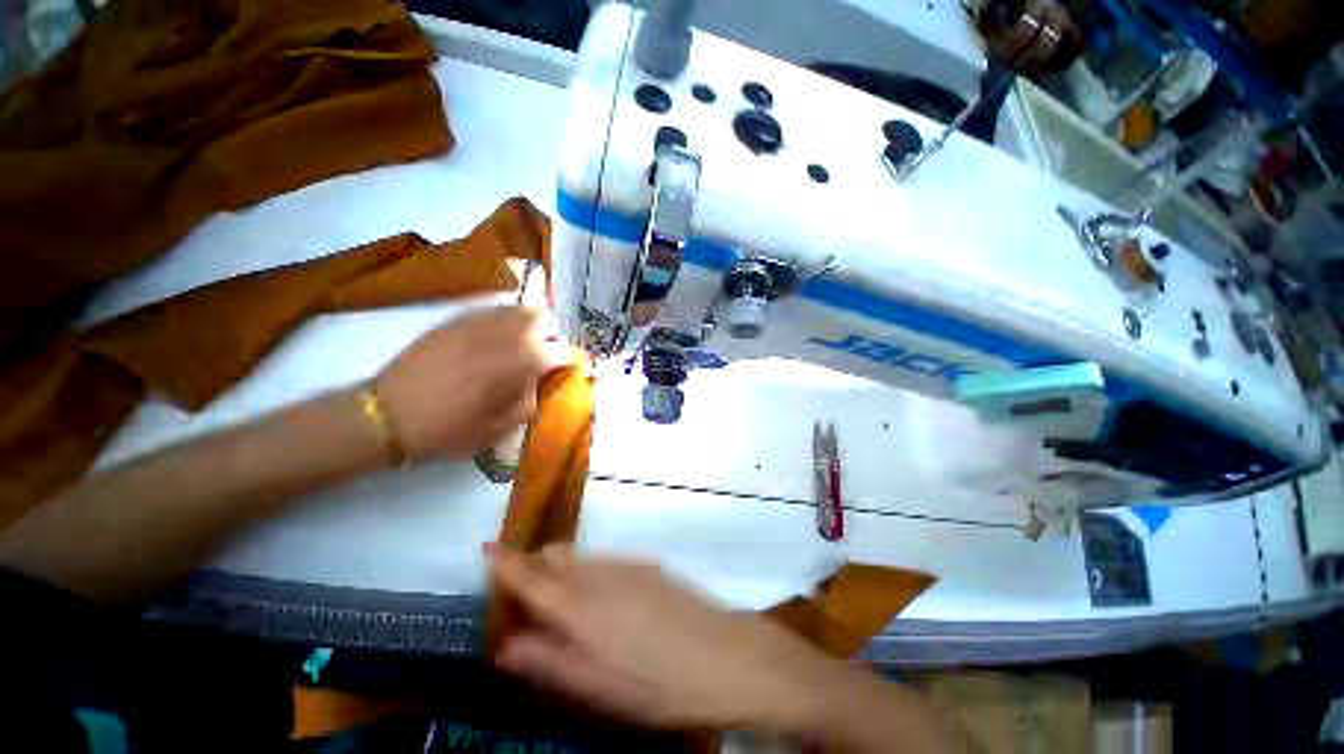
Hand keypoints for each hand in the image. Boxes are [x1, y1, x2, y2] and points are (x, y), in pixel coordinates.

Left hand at [374, 306, 571, 459]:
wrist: (386, 415)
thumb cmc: (447, 430)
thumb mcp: (497, 430)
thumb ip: (527, 403)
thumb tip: (537, 381)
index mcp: (513, 367)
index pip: (555, 351)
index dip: (565, 357)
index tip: (564, 365)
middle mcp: (498, 339)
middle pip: (538, 320)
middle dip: (548, 333)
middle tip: (544, 349)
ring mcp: (473, 326)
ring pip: (513, 310)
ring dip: (528, 321)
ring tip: (526, 335)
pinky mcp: (452, 323)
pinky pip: (487, 310)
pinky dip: (502, 316)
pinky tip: (499, 329)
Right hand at [487, 544, 846, 730]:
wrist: (724, 657)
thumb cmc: (658, 685)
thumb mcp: (598, 689)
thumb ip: (549, 663)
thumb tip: (507, 646)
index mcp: (579, 608)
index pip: (530, 576)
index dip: (505, 561)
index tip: (486, 547)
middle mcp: (599, 576)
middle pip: (554, 557)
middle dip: (533, 566)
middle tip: (523, 591)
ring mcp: (627, 566)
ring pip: (580, 556)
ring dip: (561, 568)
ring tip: (558, 597)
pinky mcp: (648, 566)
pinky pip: (604, 560)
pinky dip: (589, 570)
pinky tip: (601, 598)